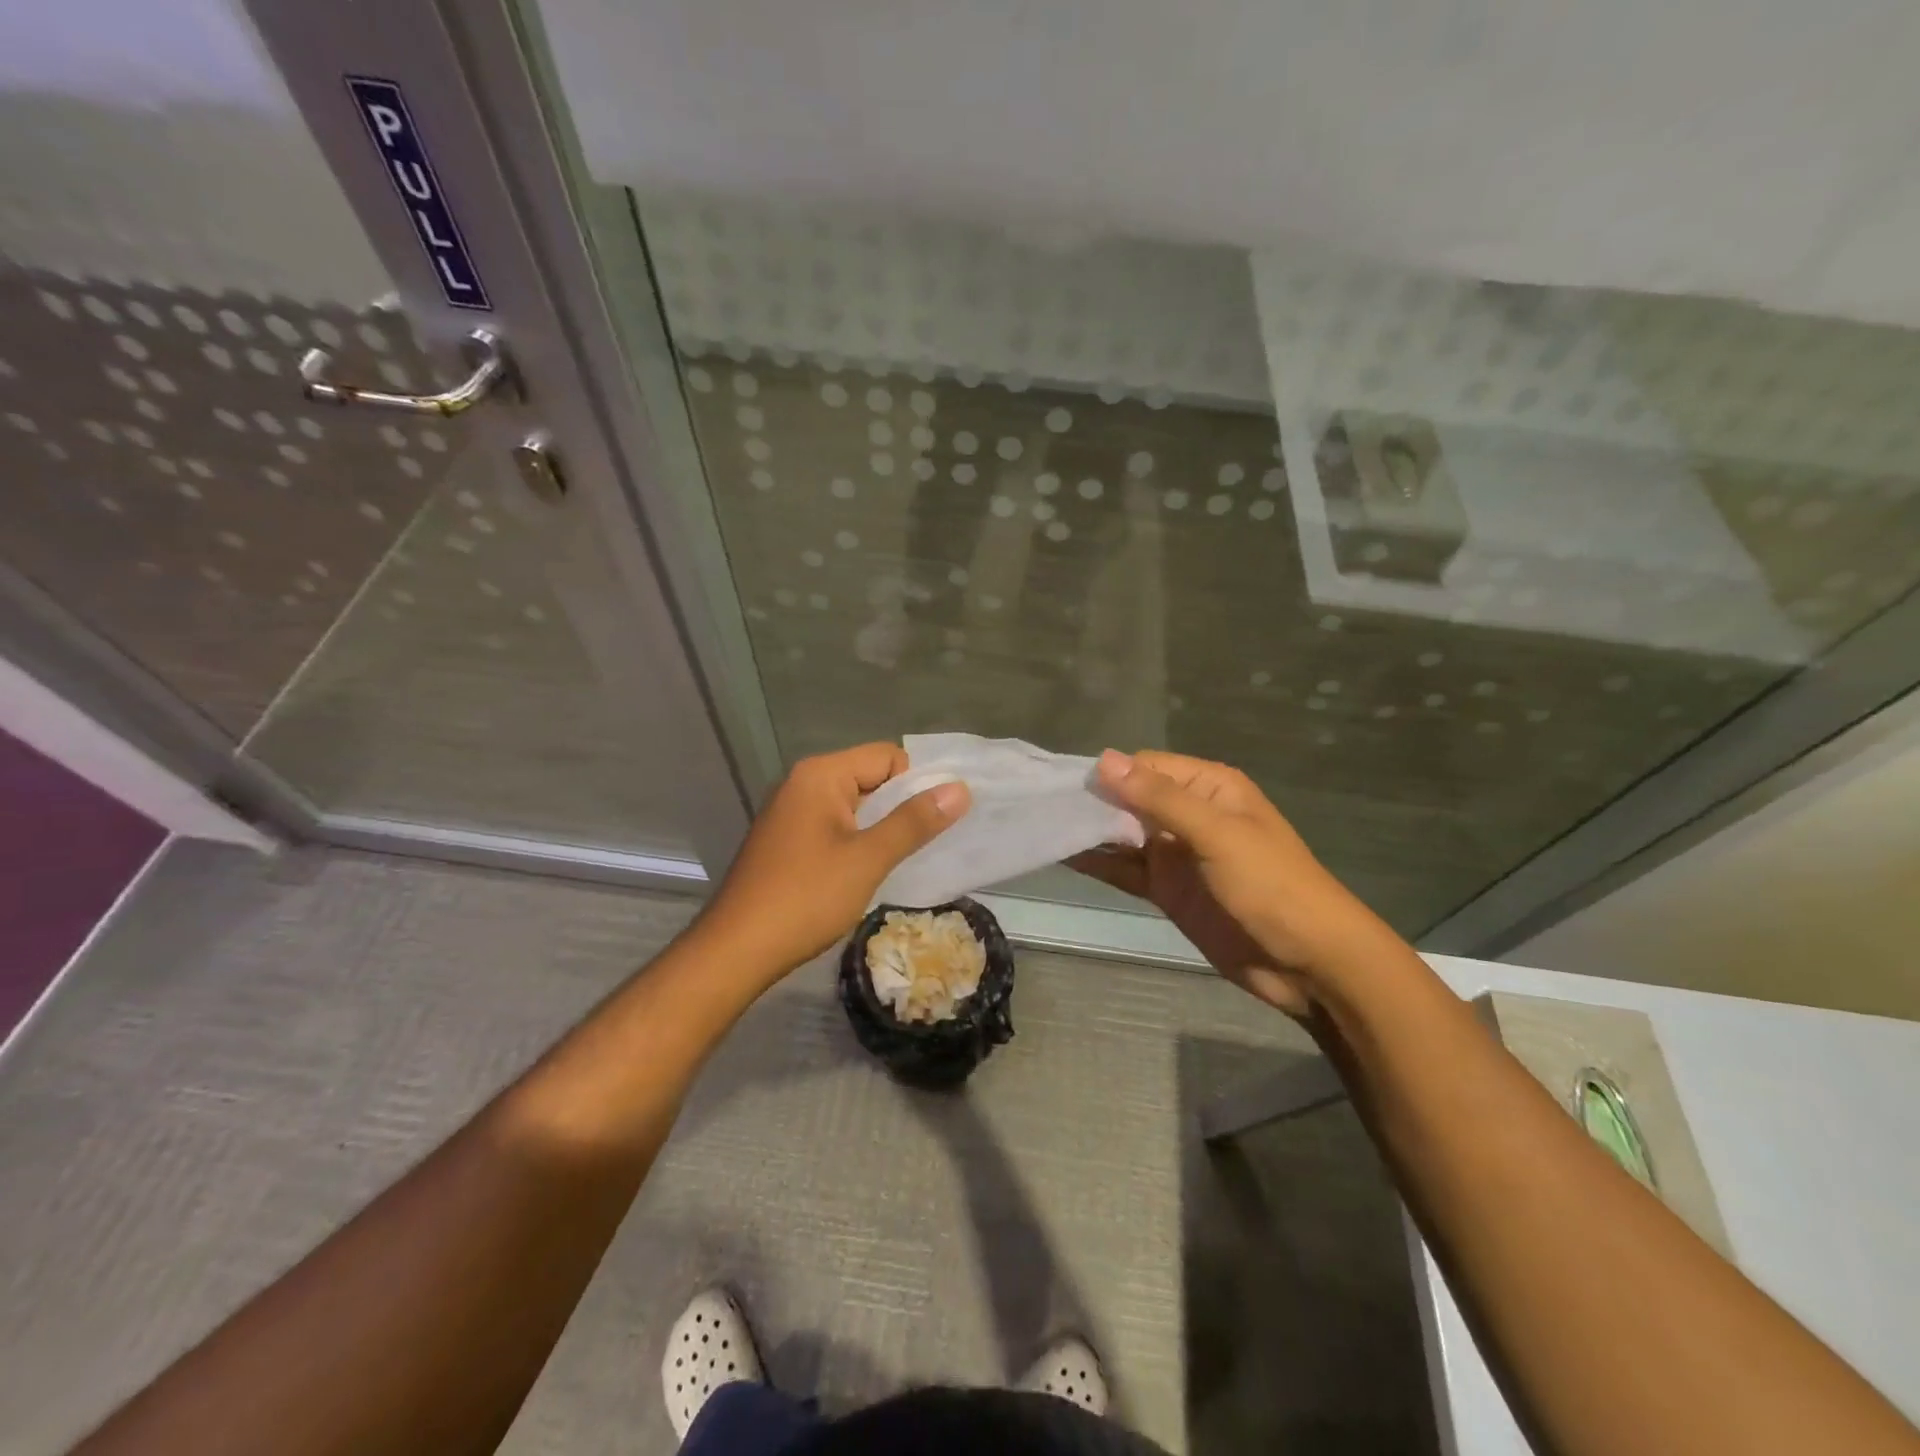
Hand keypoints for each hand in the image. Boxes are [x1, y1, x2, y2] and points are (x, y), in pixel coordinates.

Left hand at [697, 743, 969, 980]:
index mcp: (820, 774)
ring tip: (900, 860)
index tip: (935, 822)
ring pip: (854, 805)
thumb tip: (960, 789)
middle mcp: (802, 783)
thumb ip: (914, 822)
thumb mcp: (868, 859)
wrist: (736, 950)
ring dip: (880, 827)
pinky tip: (866, 871)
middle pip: (870, 777)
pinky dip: (857, 841)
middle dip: (900, 806)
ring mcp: (791, 812)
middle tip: (927, 844)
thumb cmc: (805, 898)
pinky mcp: (786, 840)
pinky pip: (835, 826)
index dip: (917, 784)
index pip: (887, 756)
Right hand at [1068, 749, 1389, 1016]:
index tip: (1062, 786)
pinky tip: (1063, 856)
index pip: (1145, 767)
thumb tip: (1103, 759)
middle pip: (1130, 799)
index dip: (1108, 775)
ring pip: (1123, 834)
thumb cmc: (1271, 886)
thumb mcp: (1216, 834)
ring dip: (1090, 832)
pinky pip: (1126, 869)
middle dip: (1092, 802)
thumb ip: (1159, 799)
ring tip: (1040, 827)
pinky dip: (1098, 863)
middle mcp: (1189, 814)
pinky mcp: (1168, 889)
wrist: (1310, 963)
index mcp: (1208, 787)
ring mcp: (1176, 854)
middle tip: (1040, 808)